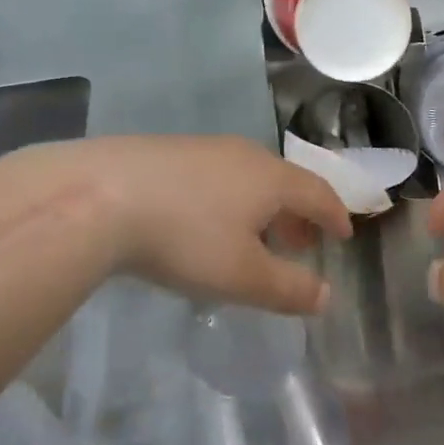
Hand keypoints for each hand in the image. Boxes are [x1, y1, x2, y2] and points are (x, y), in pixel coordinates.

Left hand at [70, 136, 350, 313]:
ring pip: (248, 177)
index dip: (335, 215)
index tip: (344, 234)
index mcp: (271, 178)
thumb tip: (325, 296)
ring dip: (262, 208)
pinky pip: (216, 176)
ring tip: (253, 238)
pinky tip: (204, 222)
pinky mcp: (167, 152)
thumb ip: (289, 289)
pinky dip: (228, 199)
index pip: (319, 193)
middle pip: (285, 182)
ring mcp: (203, 149)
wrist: (99, 195)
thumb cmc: (185, 238)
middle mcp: (243, 154)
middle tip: (300, 244)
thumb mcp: (243, 277)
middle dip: (298, 214)